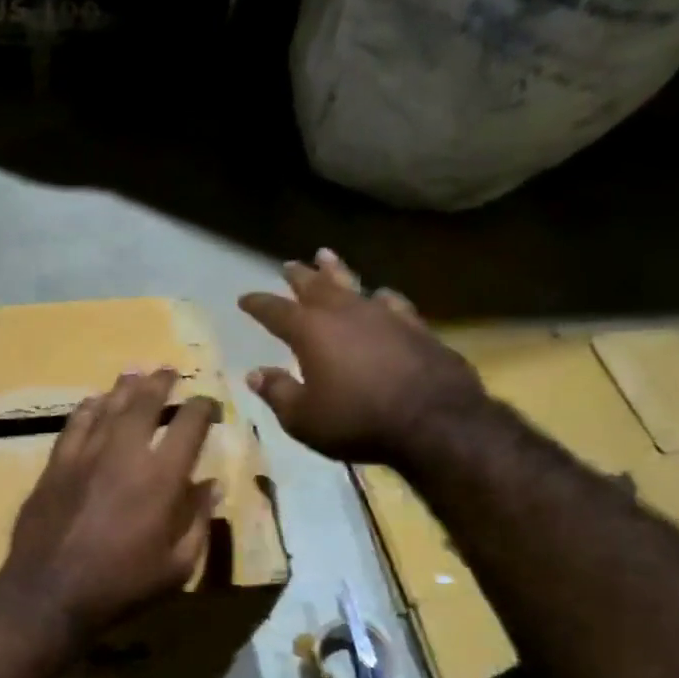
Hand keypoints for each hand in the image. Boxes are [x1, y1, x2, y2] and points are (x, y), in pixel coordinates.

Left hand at [0, 369, 219, 643]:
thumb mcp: (177, 567)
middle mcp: (124, 453)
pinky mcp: (55, 464)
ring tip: (135, 374)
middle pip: (145, 402)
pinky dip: (88, 408)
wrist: (49, 592)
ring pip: (108, 406)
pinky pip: (74, 424)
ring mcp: (85, 455)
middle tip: (168, 371)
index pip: (189, 425)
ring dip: (125, 388)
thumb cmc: (121, 586)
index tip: (208, 403)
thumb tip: (213, 486)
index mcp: (161, 477)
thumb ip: (198, 522)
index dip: (203, 408)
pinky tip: (94, 402)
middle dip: (161, 383)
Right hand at [239, 249, 484, 465]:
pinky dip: (380, 297)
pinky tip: (381, 295)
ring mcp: (385, 316)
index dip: (258, 304)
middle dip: (298, 276)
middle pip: (316, 286)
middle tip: (288, 265)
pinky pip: (392, 303)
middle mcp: (346, 313)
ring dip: (337, 271)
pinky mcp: (416, 327)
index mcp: (311, 332)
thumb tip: (255, 374)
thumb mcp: (303, 418)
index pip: (276, 311)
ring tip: (326, 256)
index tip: (244, 298)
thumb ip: (277, 392)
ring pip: (354, 284)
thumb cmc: (356, 421)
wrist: (434, 421)